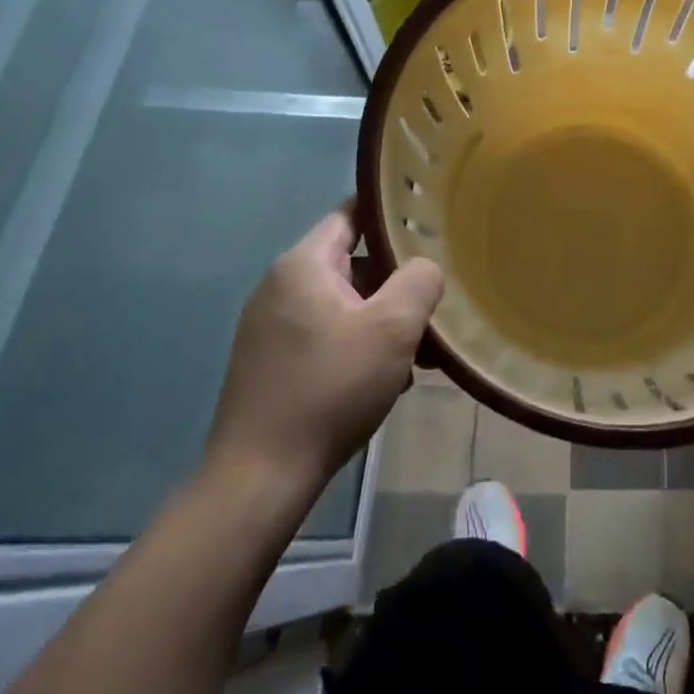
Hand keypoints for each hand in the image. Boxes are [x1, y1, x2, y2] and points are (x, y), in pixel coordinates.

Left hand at [205, 207, 442, 501]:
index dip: (392, 215)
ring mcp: (271, 327)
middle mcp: (280, 287)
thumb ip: (420, 280)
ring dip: (383, 321)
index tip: (430, 224)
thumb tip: (424, 268)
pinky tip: (386, 380)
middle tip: (433, 306)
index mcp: (303, 265)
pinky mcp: (270, 363)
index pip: (352, 214)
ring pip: (344, 304)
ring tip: (419, 355)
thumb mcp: (394, 327)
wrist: (259, 478)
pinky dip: (359, 346)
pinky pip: (327, 335)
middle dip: (397, 283)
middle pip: (353, 263)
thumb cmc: (331, 389)